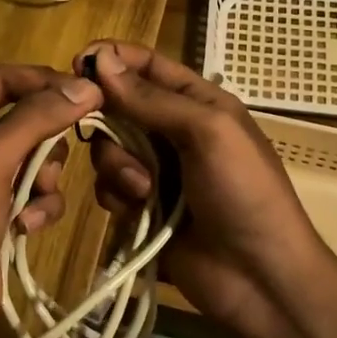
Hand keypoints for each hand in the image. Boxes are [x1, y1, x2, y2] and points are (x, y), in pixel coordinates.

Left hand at [0, 64, 103, 337]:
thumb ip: (35, 119)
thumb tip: (86, 85)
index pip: (2, 78)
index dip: (45, 82)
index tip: (90, 94)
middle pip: (22, 114)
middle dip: (44, 142)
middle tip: (56, 162)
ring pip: (35, 151)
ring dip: (44, 177)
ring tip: (33, 201)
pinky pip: (33, 185)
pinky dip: (38, 204)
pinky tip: (26, 227)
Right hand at [74, 40, 327, 331]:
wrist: (259, 278)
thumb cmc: (245, 192)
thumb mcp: (209, 132)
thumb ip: (152, 98)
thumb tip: (100, 59)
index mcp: (198, 103)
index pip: (147, 66)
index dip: (112, 59)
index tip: (76, 63)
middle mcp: (173, 131)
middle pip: (118, 108)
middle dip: (109, 122)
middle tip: (102, 133)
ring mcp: (156, 171)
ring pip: (108, 150)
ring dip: (117, 166)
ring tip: (143, 190)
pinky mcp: (141, 208)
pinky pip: (109, 187)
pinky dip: (117, 195)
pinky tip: (137, 211)